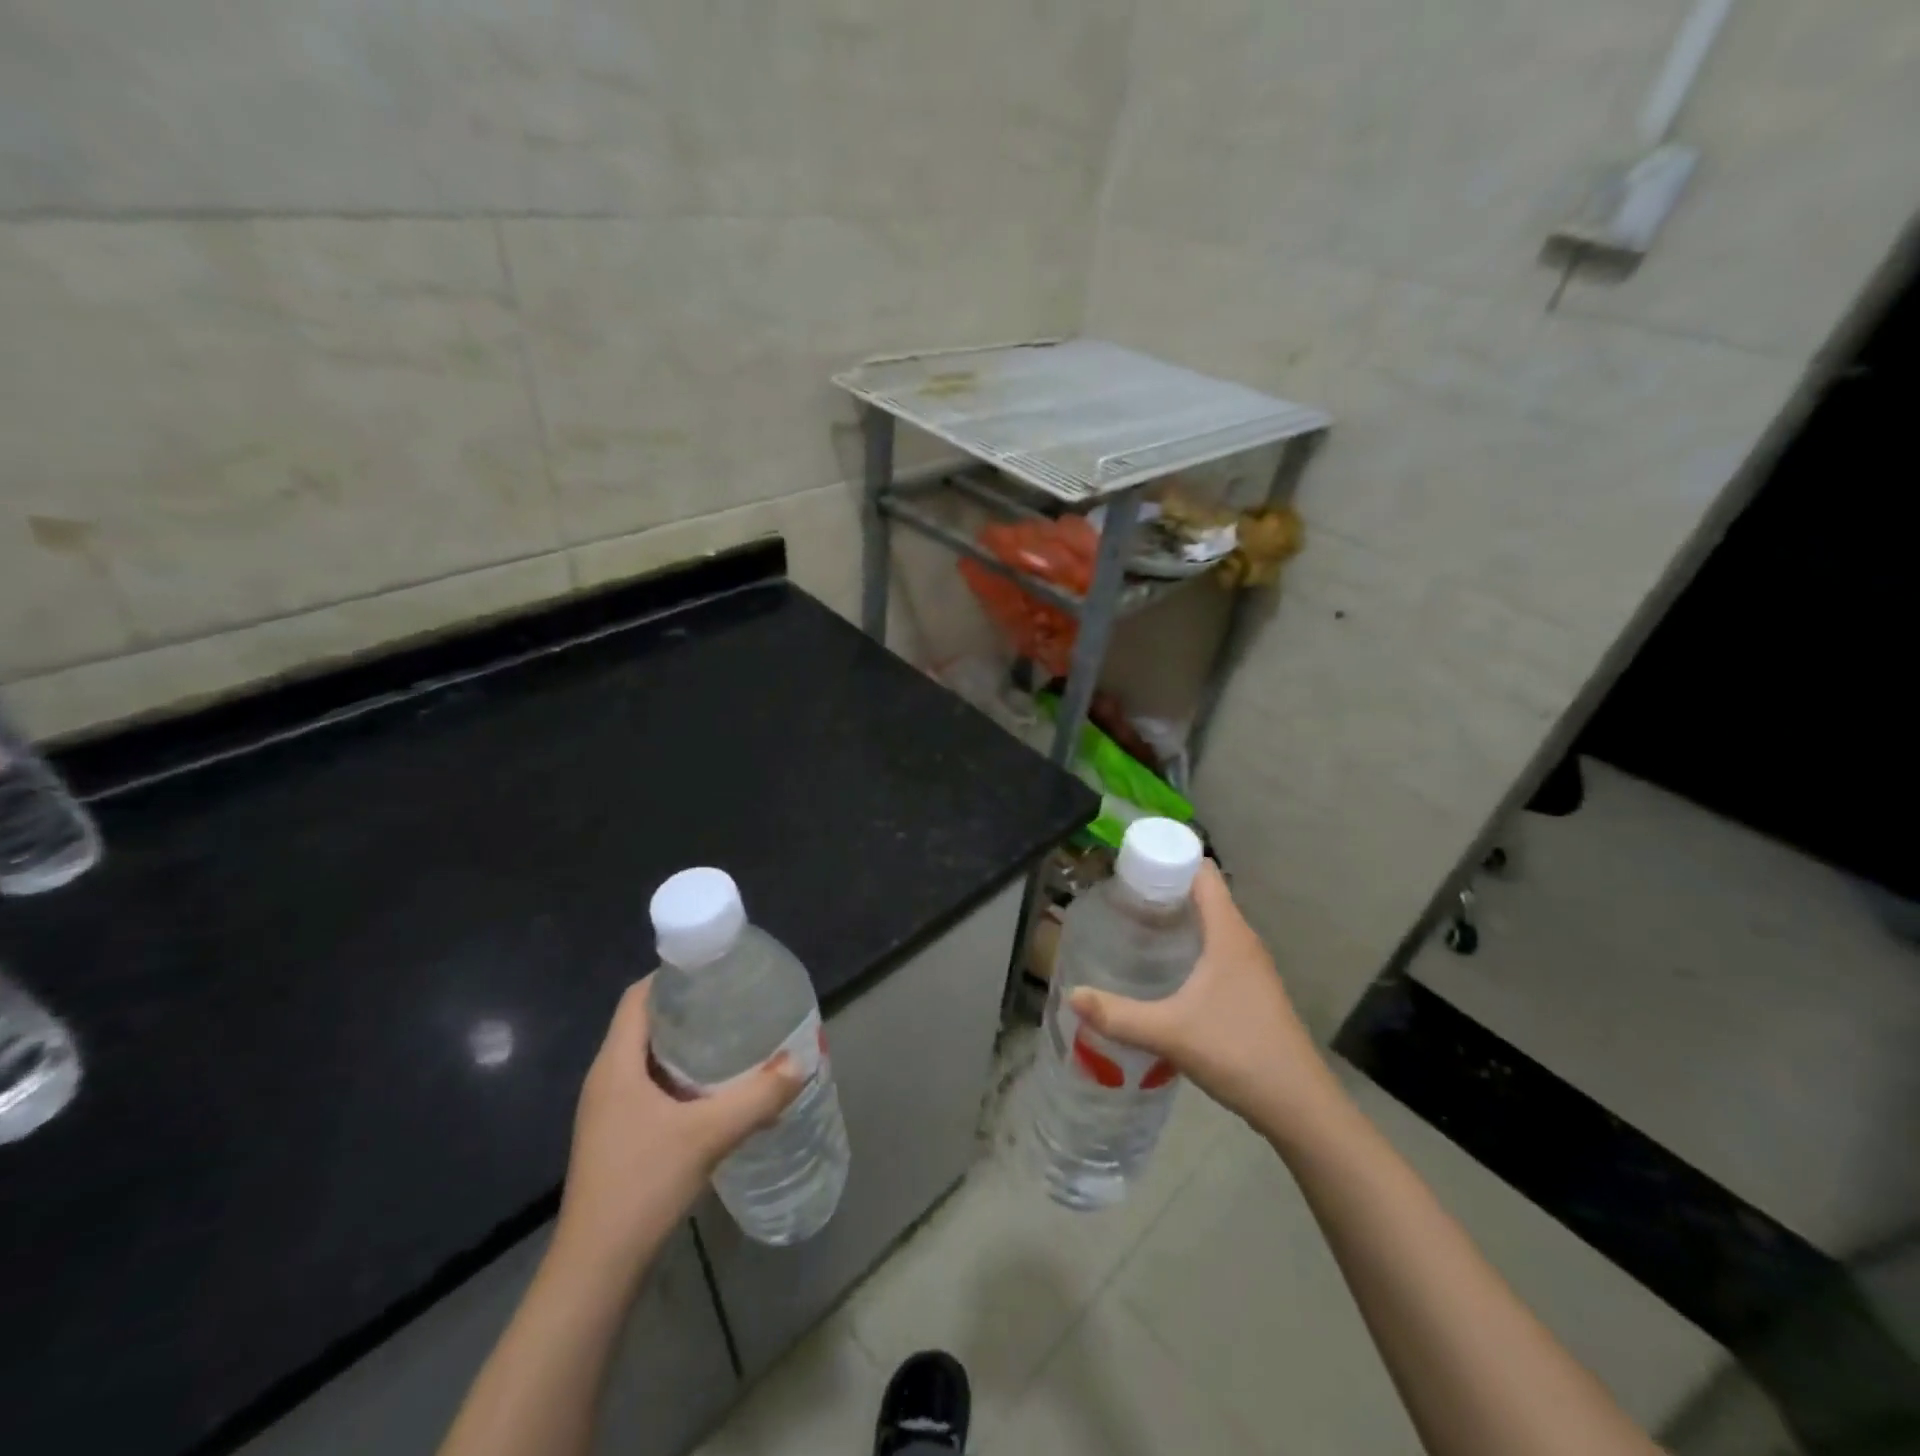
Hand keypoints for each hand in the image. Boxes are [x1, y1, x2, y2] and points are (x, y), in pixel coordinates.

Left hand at [554, 981, 802, 1277]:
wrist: (596, 1270)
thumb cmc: (642, 1186)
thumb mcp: (709, 1135)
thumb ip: (758, 1096)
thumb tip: (802, 1062)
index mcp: (616, 1064)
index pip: (638, 997)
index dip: (673, 975)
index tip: (716, 969)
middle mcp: (607, 1079)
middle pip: (646, 1023)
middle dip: (689, 1007)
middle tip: (736, 1000)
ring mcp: (609, 1110)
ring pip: (650, 1057)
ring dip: (687, 1044)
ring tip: (734, 1036)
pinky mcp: (618, 1136)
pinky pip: (651, 1086)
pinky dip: (682, 1076)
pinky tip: (716, 1089)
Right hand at [1069, 861, 1337, 1135]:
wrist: (1298, 1105)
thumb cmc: (1237, 1051)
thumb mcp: (1170, 1032)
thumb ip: (1117, 1015)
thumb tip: (1072, 996)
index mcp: (1228, 933)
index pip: (1203, 872)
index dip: (1170, 859)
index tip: (1131, 865)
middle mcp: (1242, 940)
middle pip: (1204, 894)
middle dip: (1164, 890)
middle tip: (1120, 898)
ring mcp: (1251, 967)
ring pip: (1211, 923)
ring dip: (1177, 918)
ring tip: (1134, 927)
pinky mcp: (1252, 990)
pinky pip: (1216, 948)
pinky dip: (1190, 944)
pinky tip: (1164, 968)